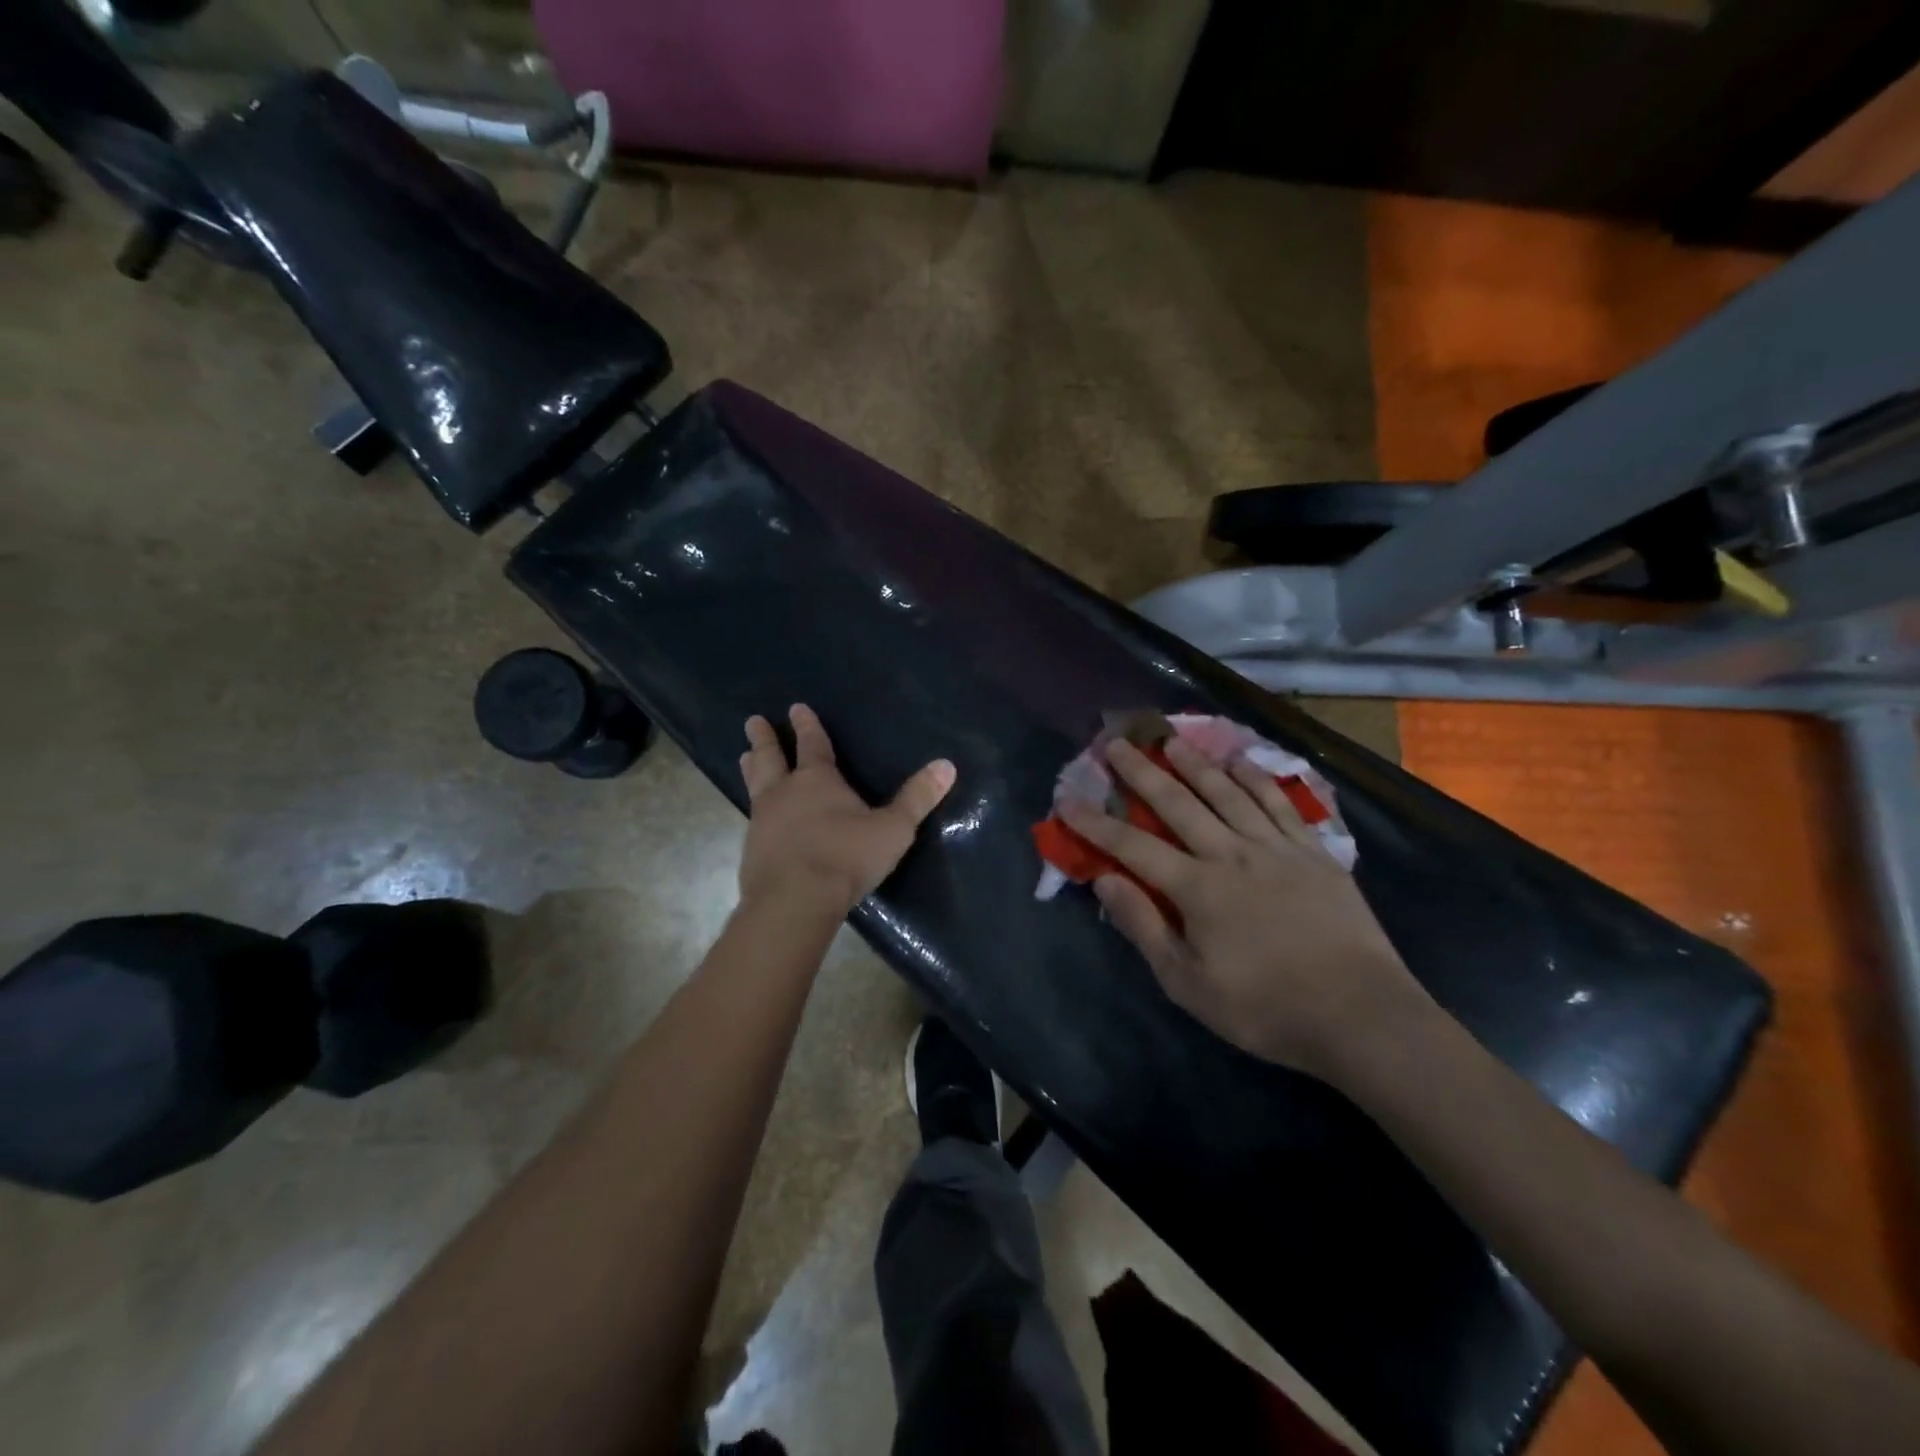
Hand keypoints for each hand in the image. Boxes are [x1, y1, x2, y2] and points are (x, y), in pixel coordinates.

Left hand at [738, 704, 956, 917]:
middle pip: (771, 757)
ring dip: (752, 768)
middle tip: (752, 721)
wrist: (794, 901)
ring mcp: (762, 821)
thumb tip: (947, 765)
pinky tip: (755, 817)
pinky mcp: (752, 850)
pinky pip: (752, 820)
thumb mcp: (893, 829)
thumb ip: (917, 798)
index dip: (806, 726)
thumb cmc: (846, 857)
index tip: (795, 707)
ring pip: (755, 785)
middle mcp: (784, 792)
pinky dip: (754, 809)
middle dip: (764, 739)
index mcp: (817, 780)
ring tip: (744, 756)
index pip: (812, 744)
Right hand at [1059, 736, 1433, 1080]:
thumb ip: (1144, 926)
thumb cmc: (1265, 1007)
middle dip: (1141, 772)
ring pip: (1227, 792)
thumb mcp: (1188, 983)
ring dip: (1195, 764)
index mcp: (1197, 888)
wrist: (1361, 1014)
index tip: (1066, 798)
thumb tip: (1105, 881)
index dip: (1095, 822)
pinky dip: (1255, 778)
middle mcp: (1231, 854)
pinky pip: (1278, 803)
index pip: (1132, 846)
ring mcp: (1276, 847)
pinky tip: (1240, 762)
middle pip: (1177, 804)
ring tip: (1171, 739)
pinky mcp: (1313, 851)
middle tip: (1115, 742)